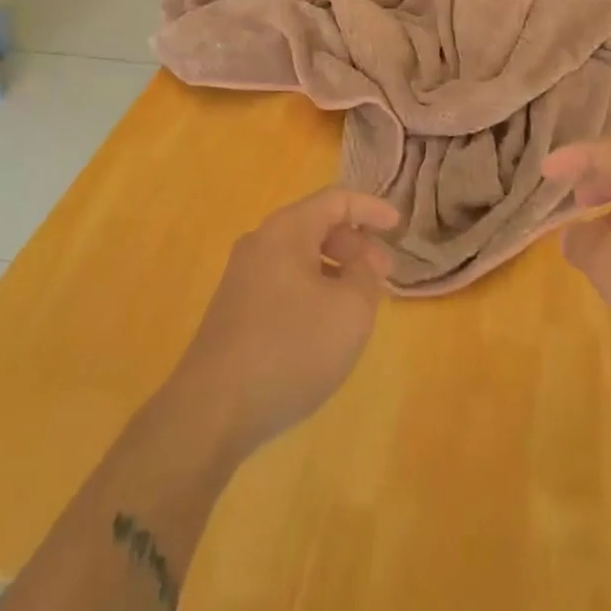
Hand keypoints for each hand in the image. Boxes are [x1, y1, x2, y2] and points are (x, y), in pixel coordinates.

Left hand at [167, 187, 398, 456]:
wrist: (211, 411)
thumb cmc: (290, 348)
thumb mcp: (350, 310)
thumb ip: (365, 275)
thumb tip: (360, 262)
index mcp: (287, 230)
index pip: (337, 200)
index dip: (372, 209)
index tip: (399, 227)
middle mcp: (260, 243)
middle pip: (317, 226)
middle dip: (355, 245)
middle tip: (384, 274)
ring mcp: (242, 277)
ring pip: (300, 257)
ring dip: (335, 270)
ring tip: (360, 303)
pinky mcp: (235, 310)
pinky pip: (284, 282)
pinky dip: (313, 290)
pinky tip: (324, 327)